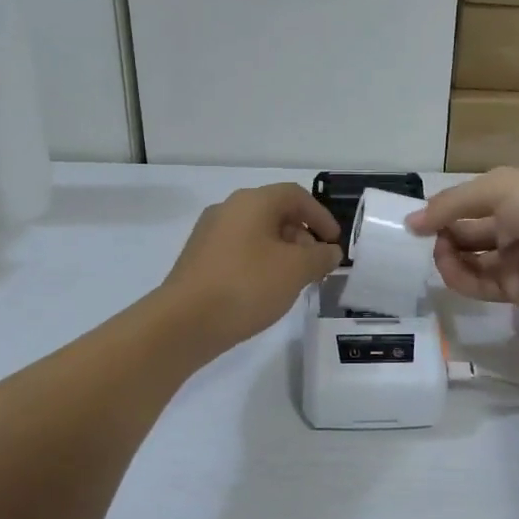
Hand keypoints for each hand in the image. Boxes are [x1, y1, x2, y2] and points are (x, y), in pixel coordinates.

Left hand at [162, 183, 343, 353]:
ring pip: (256, 233)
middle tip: (316, 265)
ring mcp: (209, 234)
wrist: (184, 323)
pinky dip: (260, 263)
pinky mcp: (199, 260)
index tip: (334, 243)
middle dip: (302, 236)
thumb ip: (320, 256)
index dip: (321, 216)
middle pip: (275, 212)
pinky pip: (239, 251)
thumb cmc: (246, 286)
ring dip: (282, 252)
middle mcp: (228, 209)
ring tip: (294, 281)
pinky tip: (266, 290)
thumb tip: (329, 251)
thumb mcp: (296, 270)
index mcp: (252, 202)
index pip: (295, 195)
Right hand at [407, 168, 518, 310]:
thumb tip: (411, 222)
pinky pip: (480, 285)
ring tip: (439, 252)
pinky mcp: (516, 290)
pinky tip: (448, 268)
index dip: (444, 211)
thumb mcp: (497, 189)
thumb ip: (452, 204)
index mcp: (513, 197)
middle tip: (424, 238)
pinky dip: (460, 278)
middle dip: (444, 234)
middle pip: (468, 234)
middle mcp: (512, 227)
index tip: (417, 220)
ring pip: (470, 261)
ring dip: (448, 257)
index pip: (470, 204)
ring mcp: (514, 260)